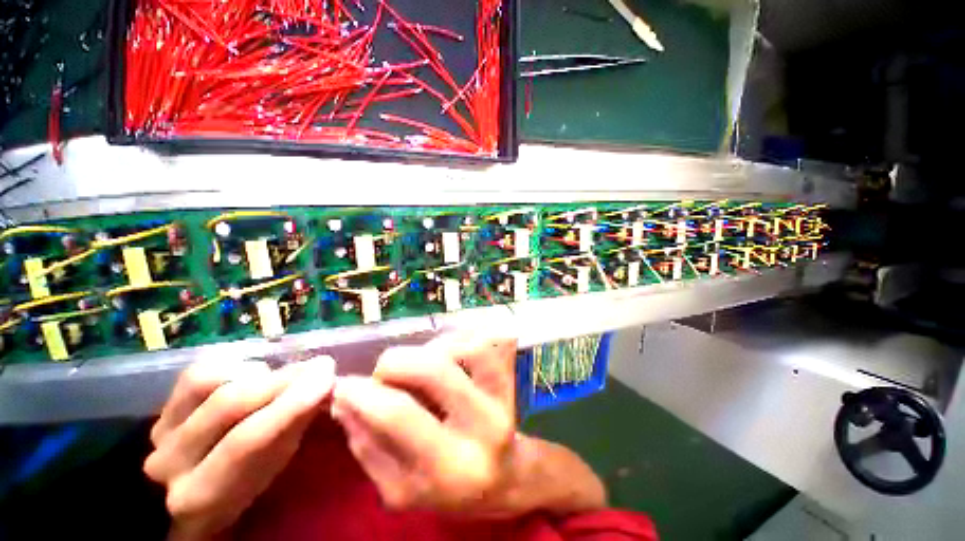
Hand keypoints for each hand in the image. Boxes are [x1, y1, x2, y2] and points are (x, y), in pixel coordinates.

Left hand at [144, 356, 334, 540]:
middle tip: (320, 366)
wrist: (192, 486)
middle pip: (229, 404)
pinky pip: (199, 370)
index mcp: (202, 495)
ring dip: (258, 373)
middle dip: (283, 379)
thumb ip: (293, 429)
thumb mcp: (275, 469)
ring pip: (210, 380)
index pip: (246, 443)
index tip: (327, 377)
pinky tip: (255, 373)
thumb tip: (323, 385)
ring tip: (282, 378)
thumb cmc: (245, 489)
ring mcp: (160, 430)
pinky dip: (235, 364)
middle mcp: (170, 462)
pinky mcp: (160, 406)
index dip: (289, 405)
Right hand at [331, 334, 522, 517]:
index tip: (342, 385)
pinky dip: (455, 340)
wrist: (507, 475)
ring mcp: (502, 393)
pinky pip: (480, 338)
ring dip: (428, 349)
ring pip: (459, 346)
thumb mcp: (401, 487)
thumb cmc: (451, 488)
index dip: (363, 393)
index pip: (399, 415)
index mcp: (451, 466)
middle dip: (394, 363)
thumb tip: (342, 400)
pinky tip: (445, 356)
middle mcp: (484, 423)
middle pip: (433, 368)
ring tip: (420, 369)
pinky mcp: (510, 373)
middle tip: (384, 374)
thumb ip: (367, 446)